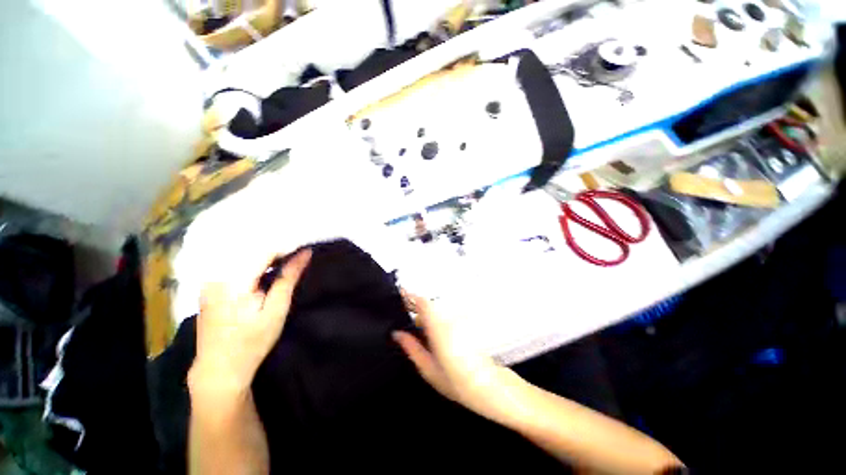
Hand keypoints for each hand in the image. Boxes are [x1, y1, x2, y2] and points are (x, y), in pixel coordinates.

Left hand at [191, 249, 311, 390]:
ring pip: (243, 259)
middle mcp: (217, 276)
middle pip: (252, 252)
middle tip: (297, 259)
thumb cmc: (252, 341)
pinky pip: (234, 268)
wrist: (220, 370)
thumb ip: (289, 277)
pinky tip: (264, 276)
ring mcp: (210, 282)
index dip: (286, 248)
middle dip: (277, 253)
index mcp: (233, 281)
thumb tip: (305, 253)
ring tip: (284, 266)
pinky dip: (253, 268)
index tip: (304, 251)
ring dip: (265, 260)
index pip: (264, 251)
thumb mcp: (277, 309)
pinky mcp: (209, 289)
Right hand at [393, 292, 528, 424]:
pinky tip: (435, 337)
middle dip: (416, 310)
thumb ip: (411, 348)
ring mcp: (458, 320)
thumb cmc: (456, 381)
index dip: (410, 296)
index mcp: (437, 328)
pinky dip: (437, 321)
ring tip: (421, 334)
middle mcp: (448, 319)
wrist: (488, 386)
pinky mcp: (465, 323)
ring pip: (437, 312)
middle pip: (428, 306)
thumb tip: (398, 334)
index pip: (422, 302)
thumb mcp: (427, 368)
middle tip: (408, 324)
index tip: (400, 295)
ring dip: (427, 317)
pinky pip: (446, 317)